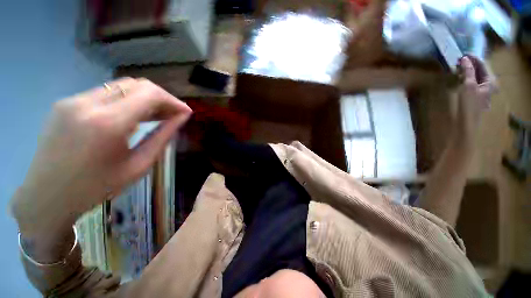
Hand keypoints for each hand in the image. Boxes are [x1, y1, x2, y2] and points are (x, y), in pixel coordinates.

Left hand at [11, 78, 191, 239]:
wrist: (46, 197)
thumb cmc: (96, 187)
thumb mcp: (139, 165)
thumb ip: (162, 136)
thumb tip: (182, 118)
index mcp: (108, 123)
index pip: (150, 94)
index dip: (173, 100)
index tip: (185, 112)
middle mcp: (88, 103)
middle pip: (136, 84)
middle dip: (161, 97)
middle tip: (173, 114)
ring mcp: (73, 100)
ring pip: (121, 85)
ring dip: (144, 97)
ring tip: (157, 115)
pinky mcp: (66, 103)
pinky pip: (105, 93)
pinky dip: (126, 100)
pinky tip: (132, 115)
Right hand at [456, 55, 494, 138]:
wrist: (467, 122)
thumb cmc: (469, 104)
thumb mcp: (468, 85)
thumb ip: (468, 71)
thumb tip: (465, 58)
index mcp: (491, 81)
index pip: (483, 64)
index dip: (473, 58)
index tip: (463, 54)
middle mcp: (490, 84)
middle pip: (481, 69)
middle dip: (471, 64)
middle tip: (460, 60)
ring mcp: (483, 90)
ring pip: (477, 75)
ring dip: (469, 70)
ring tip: (459, 67)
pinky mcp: (477, 94)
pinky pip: (474, 81)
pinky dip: (468, 77)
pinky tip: (461, 76)